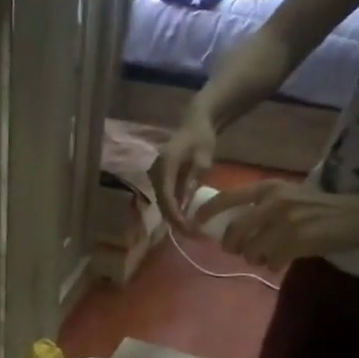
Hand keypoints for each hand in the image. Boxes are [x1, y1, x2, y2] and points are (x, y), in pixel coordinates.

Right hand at [155, 100, 217, 228]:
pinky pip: (164, 196)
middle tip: (189, 234)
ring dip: (173, 216)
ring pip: (161, 201)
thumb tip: (185, 203)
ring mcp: (155, 174)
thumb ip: (193, 179)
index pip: (166, 195)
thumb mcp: (203, 158)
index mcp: (165, 164)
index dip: (174, 214)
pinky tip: (184, 217)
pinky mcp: (159, 178)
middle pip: (161, 202)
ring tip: (188, 229)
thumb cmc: (201, 138)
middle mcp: (155, 171)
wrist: (195, 123)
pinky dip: (173, 208)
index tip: (186, 228)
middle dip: (174, 219)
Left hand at [196, 181, 358, 266]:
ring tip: (269, 255)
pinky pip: (271, 261)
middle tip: (240, 251)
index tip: (195, 222)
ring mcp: (286, 221)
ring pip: (252, 250)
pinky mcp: (297, 240)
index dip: (208, 211)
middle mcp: (274, 202)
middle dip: (232, 246)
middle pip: (234, 231)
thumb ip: (263, 207)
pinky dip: (274, 265)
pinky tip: (286, 259)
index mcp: (270, 188)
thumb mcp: (290, 197)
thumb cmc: (323, 207)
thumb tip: (233, 229)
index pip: (228, 197)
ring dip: (256, 258)